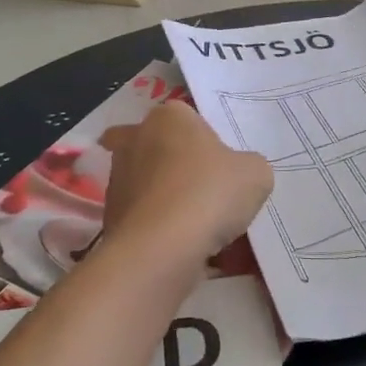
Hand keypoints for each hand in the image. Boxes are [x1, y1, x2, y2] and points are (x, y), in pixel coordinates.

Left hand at [101, 104, 273, 261]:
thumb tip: (238, 174)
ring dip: (162, 196)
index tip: (219, 165)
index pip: (186, 117)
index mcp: (169, 117)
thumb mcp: (255, 174)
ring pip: (144, 181)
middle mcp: (135, 139)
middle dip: (169, 161)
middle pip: (154, 145)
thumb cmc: (210, 193)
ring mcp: (117, 178)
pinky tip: (180, 245)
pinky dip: (155, 226)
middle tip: (198, 186)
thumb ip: (248, 166)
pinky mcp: (109, 214)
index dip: (204, 140)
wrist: (162, 247)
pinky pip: (139, 215)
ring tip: (194, 225)